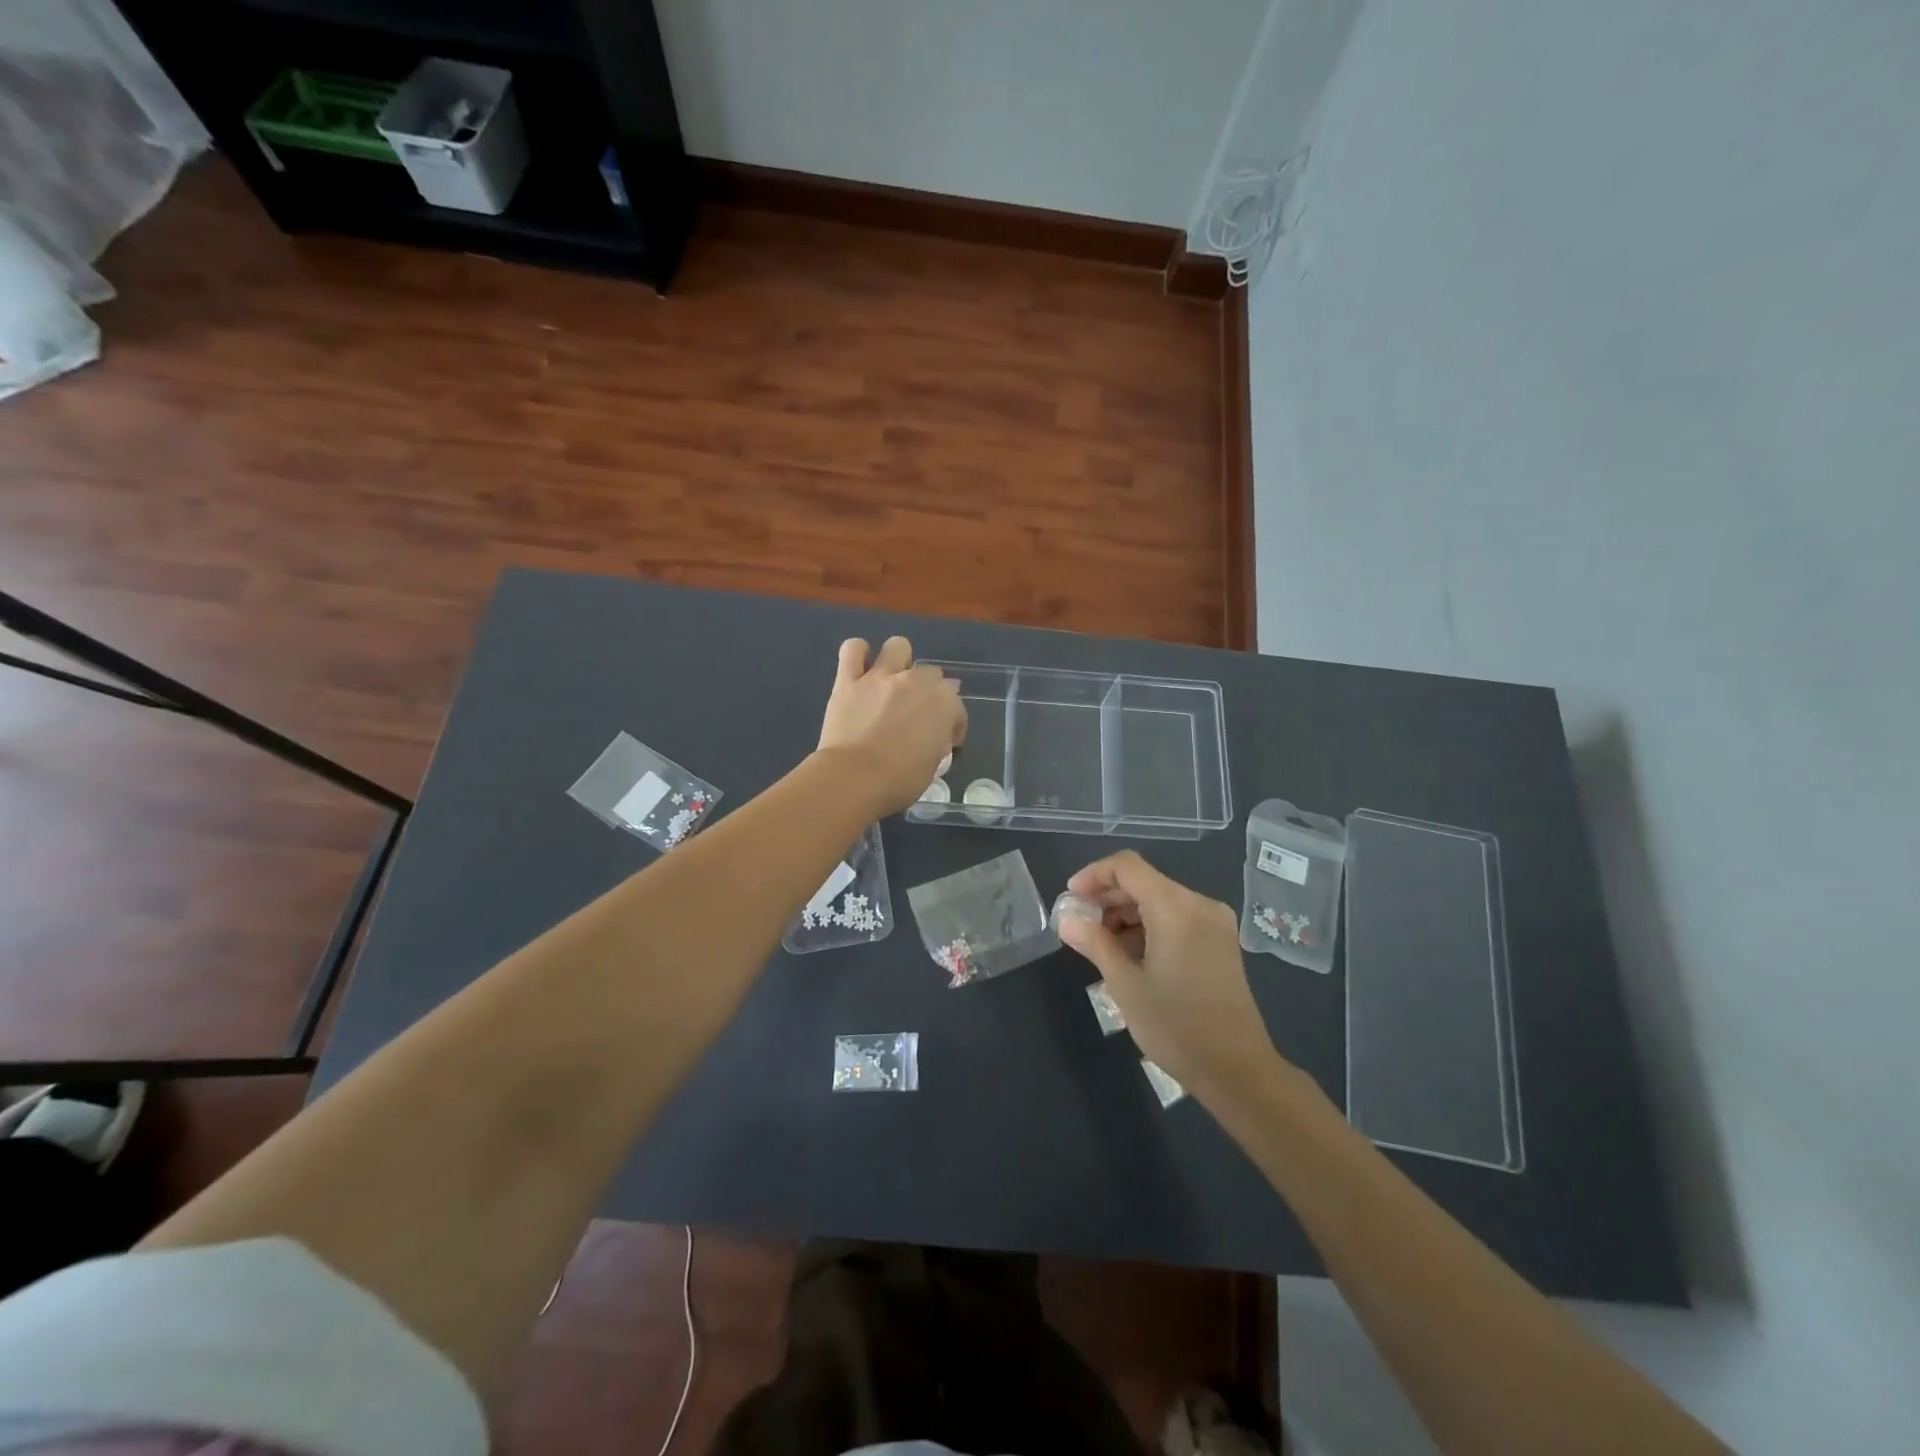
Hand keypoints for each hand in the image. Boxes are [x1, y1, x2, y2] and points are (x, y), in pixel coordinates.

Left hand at [817, 636, 965, 815]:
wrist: (853, 779)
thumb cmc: (898, 782)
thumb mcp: (932, 767)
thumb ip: (937, 742)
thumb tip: (934, 736)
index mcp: (943, 704)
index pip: (957, 707)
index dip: (953, 725)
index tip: (945, 740)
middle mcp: (916, 682)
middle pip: (931, 673)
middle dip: (929, 690)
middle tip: (917, 712)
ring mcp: (881, 677)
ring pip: (898, 647)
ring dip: (899, 660)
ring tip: (892, 680)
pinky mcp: (849, 680)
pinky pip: (853, 650)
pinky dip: (858, 654)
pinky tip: (859, 668)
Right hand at [1057, 851, 1280, 1100]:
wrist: (1236, 1070)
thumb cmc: (1175, 1026)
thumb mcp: (1125, 984)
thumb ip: (1094, 943)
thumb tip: (1066, 920)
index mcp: (1176, 907)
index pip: (1127, 867)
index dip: (1094, 875)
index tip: (1071, 898)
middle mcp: (1199, 904)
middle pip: (1144, 881)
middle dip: (1108, 897)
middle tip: (1080, 924)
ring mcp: (1214, 922)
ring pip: (1160, 899)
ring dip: (1127, 913)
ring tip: (1101, 944)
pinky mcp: (1220, 941)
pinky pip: (1177, 917)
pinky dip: (1149, 925)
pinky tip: (1130, 954)